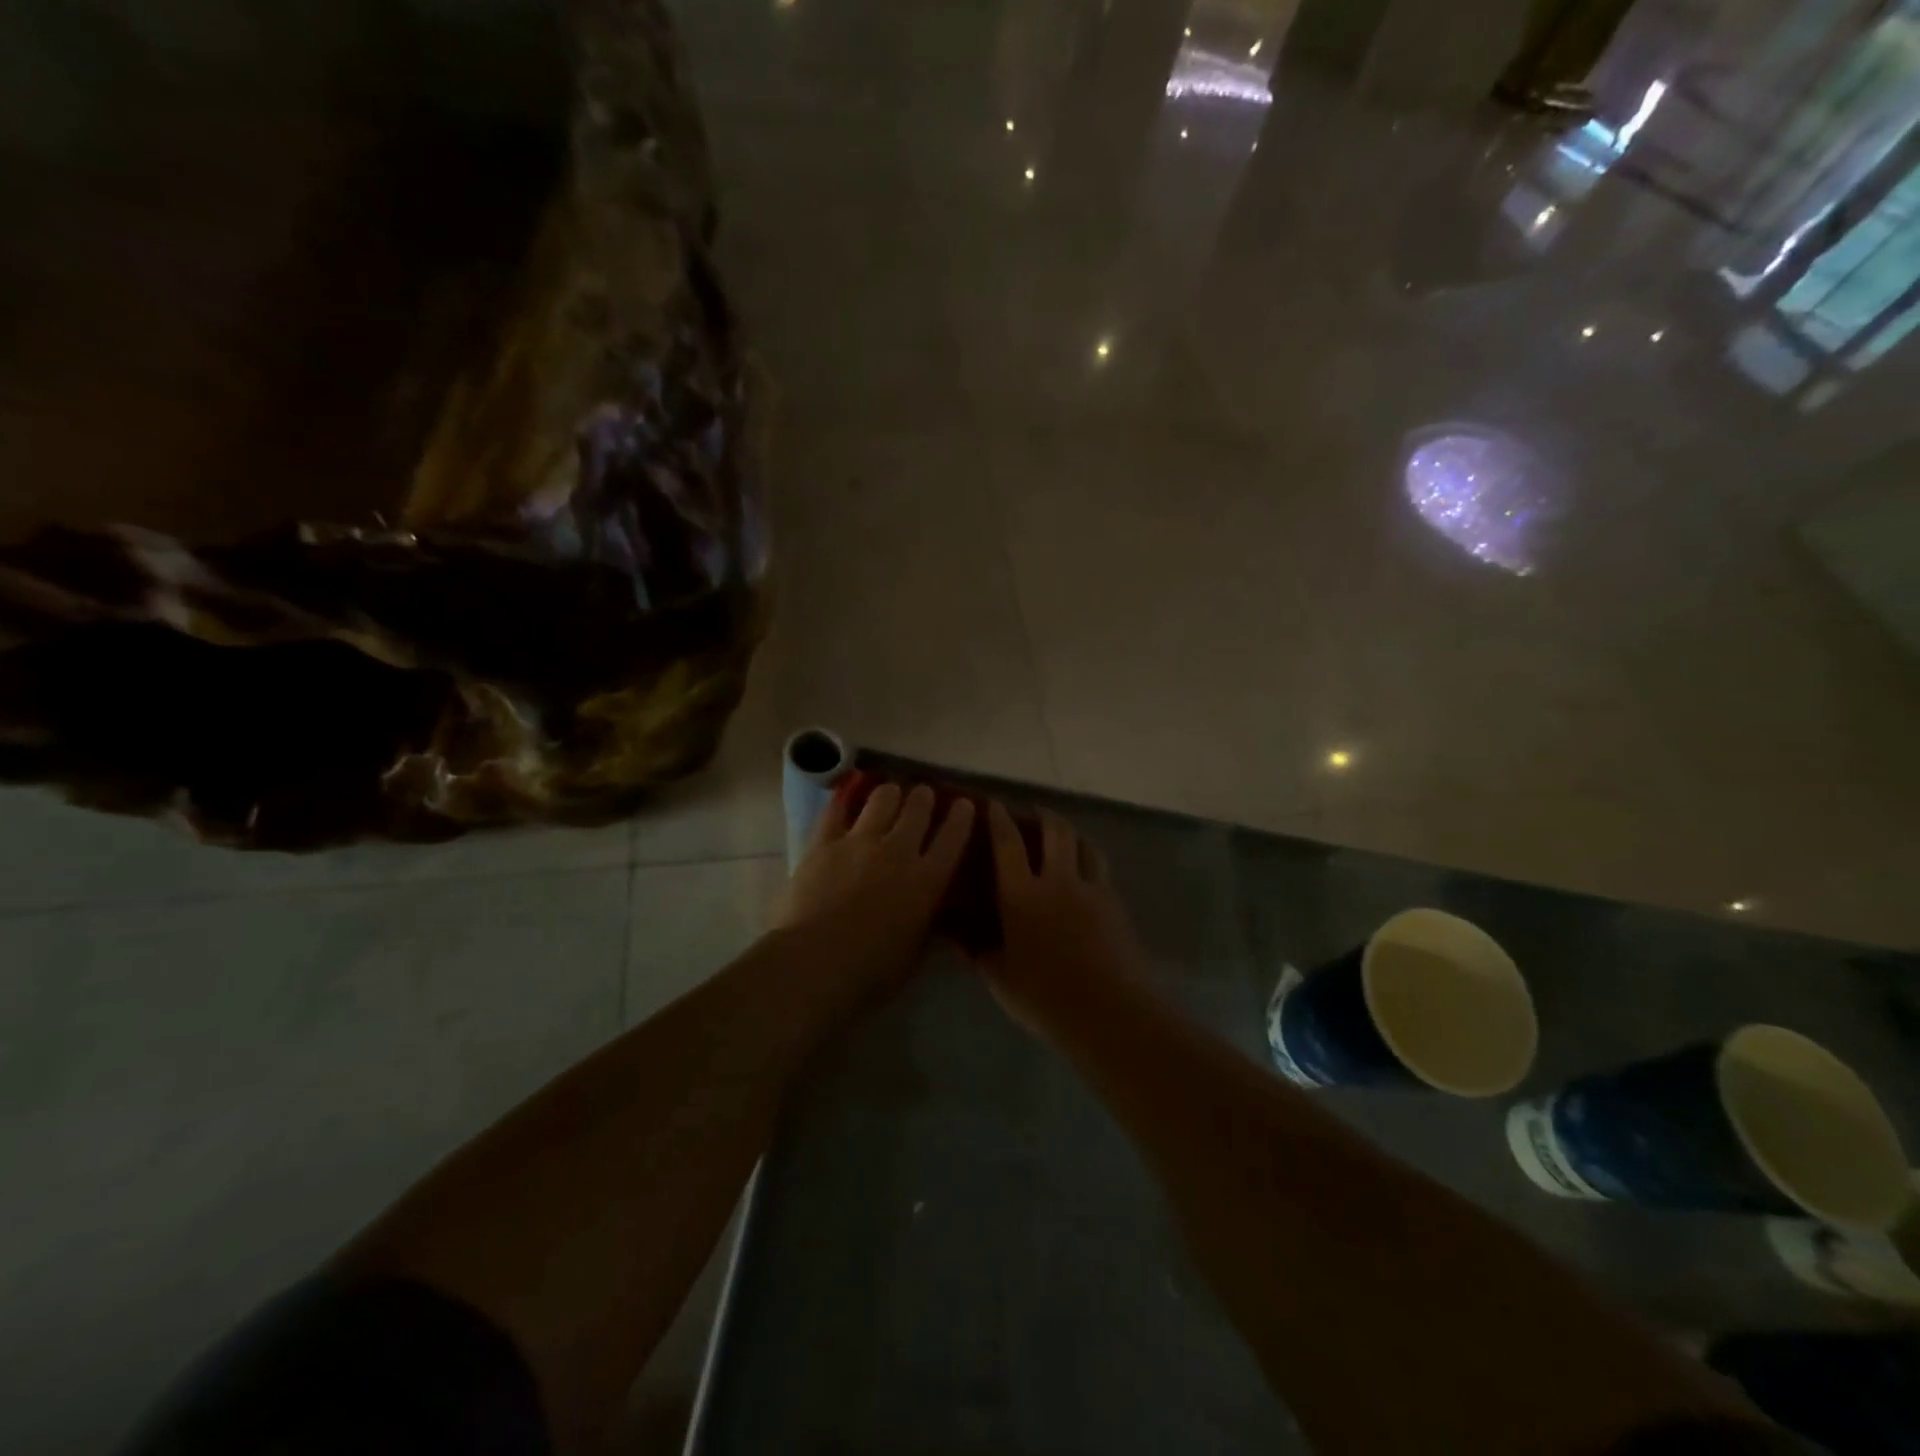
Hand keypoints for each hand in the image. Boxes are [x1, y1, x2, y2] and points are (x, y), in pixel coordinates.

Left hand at [775, 782, 973, 991]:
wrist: (816, 963)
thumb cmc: (872, 971)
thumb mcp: (915, 950)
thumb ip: (926, 921)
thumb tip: (933, 908)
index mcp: (927, 880)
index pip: (954, 837)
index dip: (962, 816)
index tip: (963, 804)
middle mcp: (899, 851)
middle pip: (919, 808)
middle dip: (924, 798)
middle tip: (923, 797)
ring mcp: (860, 842)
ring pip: (882, 798)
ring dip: (890, 793)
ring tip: (889, 794)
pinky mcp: (824, 842)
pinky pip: (837, 810)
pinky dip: (845, 801)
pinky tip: (848, 798)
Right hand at [983, 802, 1145, 1024]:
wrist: (1108, 1012)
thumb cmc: (1045, 998)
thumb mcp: (1000, 979)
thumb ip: (978, 954)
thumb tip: (957, 938)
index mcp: (1022, 896)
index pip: (1008, 844)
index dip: (1000, 820)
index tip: (995, 805)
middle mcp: (1058, 881)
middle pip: (1055, 830)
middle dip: (1043, 815)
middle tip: (1035, 813)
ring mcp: (1092, 889)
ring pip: (1084, 844)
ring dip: (1071, 834)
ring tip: (1064, 837)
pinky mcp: (1115, 903)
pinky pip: (1101, 868)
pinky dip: (1089, 859)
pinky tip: (1086, 873)